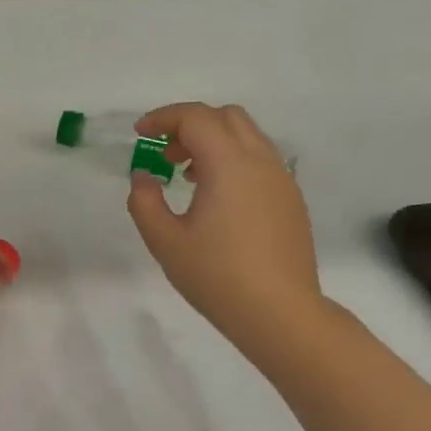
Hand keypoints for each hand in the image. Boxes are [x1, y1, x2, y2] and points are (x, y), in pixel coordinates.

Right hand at [127, 102, 328, 363]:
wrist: (279, 312)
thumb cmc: (216, 277)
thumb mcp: (165, 242)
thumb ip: (145, 202)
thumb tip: (144, 177)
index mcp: (229, 165)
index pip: (196, 118)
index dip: (163, 118)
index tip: (139, 134)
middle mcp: (261, 162)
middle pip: (226, 117)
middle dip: (190, 125)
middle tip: (164, 155)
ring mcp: (282, 180)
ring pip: (248, 137)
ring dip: (214, 142)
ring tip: (187, 176)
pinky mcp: (290, 200)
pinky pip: (260, 161)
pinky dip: (233, 160)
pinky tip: (217, 198)